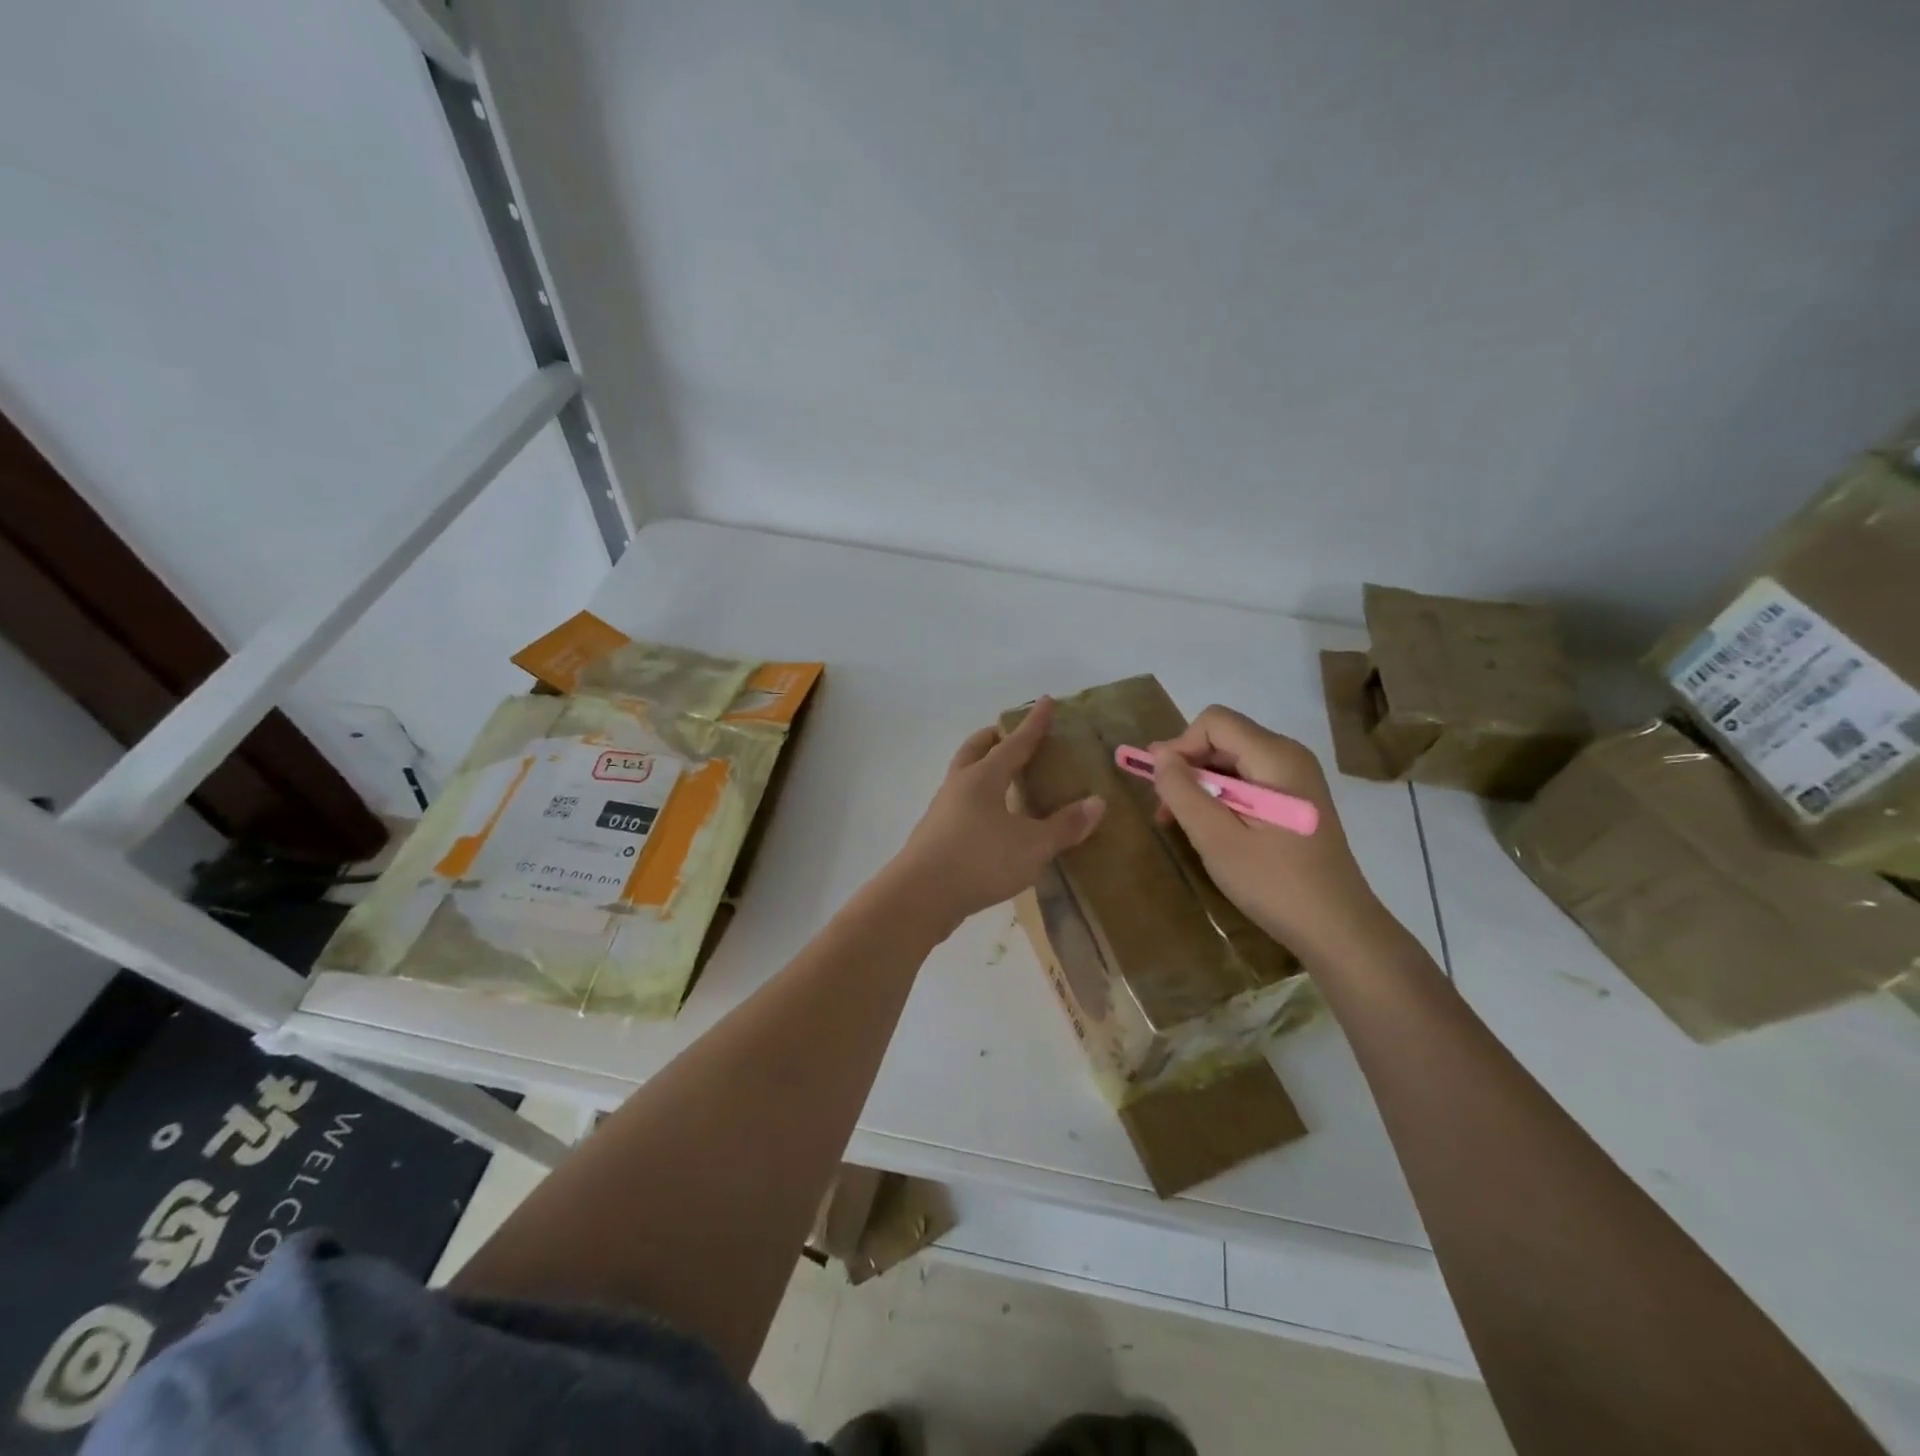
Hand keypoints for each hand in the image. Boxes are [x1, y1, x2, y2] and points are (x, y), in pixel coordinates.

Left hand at [890, 697, 1105, 930]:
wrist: (920, 896)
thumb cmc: (980, 861)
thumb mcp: (1032, 846)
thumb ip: (1064, 826)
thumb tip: (1096, 803)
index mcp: (984, 777)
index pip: (1015, 743)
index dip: (1034, 723)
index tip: (1045, 701)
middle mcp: (959, 785)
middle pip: (976, 749)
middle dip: (994, 738)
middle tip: (1012, 735)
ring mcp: (942, 809)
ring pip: (963, 776)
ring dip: (982, 768)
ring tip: (1004, 778)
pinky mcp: (935, 835)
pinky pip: (960, 803)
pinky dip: (978, 799)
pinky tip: (990, 819)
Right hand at [1149, 706, 1399, 963]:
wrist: (1338, 930)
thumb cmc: (1275, 883)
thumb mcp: (1217, 838)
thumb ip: (1183, 792)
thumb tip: (1158, 754)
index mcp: (1276, 757)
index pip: (1214, 721)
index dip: (1180, 746)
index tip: (1162, 787)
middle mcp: (1290, 756)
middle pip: (1223, 739)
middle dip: (1188, 769)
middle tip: (1166, 814)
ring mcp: (1296, 779)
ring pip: (1233, 761)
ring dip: (1202, 787)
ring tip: (1185, 827)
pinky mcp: (1296, 801)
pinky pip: (1249, 782)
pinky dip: (1223, 799)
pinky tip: (1216, 833)